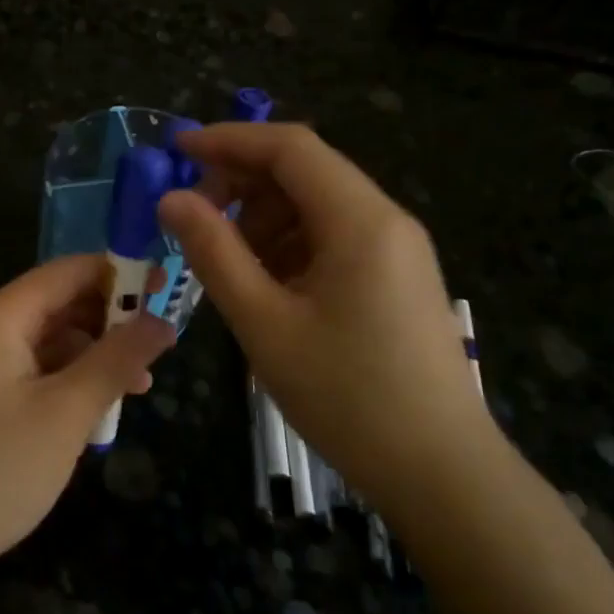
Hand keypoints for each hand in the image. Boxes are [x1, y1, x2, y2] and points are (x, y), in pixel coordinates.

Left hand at [0, 256, 174, 577]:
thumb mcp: (67, 412)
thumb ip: (116, 360)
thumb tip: (163, 322)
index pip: (67, 272)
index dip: (119, 275)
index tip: (165, 292)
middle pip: (56, 305)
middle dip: (109, 321)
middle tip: (161, 346)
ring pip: (45, 343)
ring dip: (91, 358)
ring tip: (139, 387)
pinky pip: (28, 374)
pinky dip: (64, 384)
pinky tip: (94, 413)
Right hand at [157, 123, 486, 510]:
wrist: (442, 474)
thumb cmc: (348, 396)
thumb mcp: (264, 323)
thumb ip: (213, 252)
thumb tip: (171, 198)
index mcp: (359, 220)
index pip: (289, 147)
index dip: (229, 140)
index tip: (177, 149)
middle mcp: (385, 219)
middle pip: (304, 171)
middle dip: (242, 183)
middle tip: (193, 218)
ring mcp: (396, 249)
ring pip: (317, 205)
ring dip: (263, 218)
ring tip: (226, 262)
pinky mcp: (396, 277)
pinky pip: (333, 237)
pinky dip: (289, 245)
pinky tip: (265, 285)